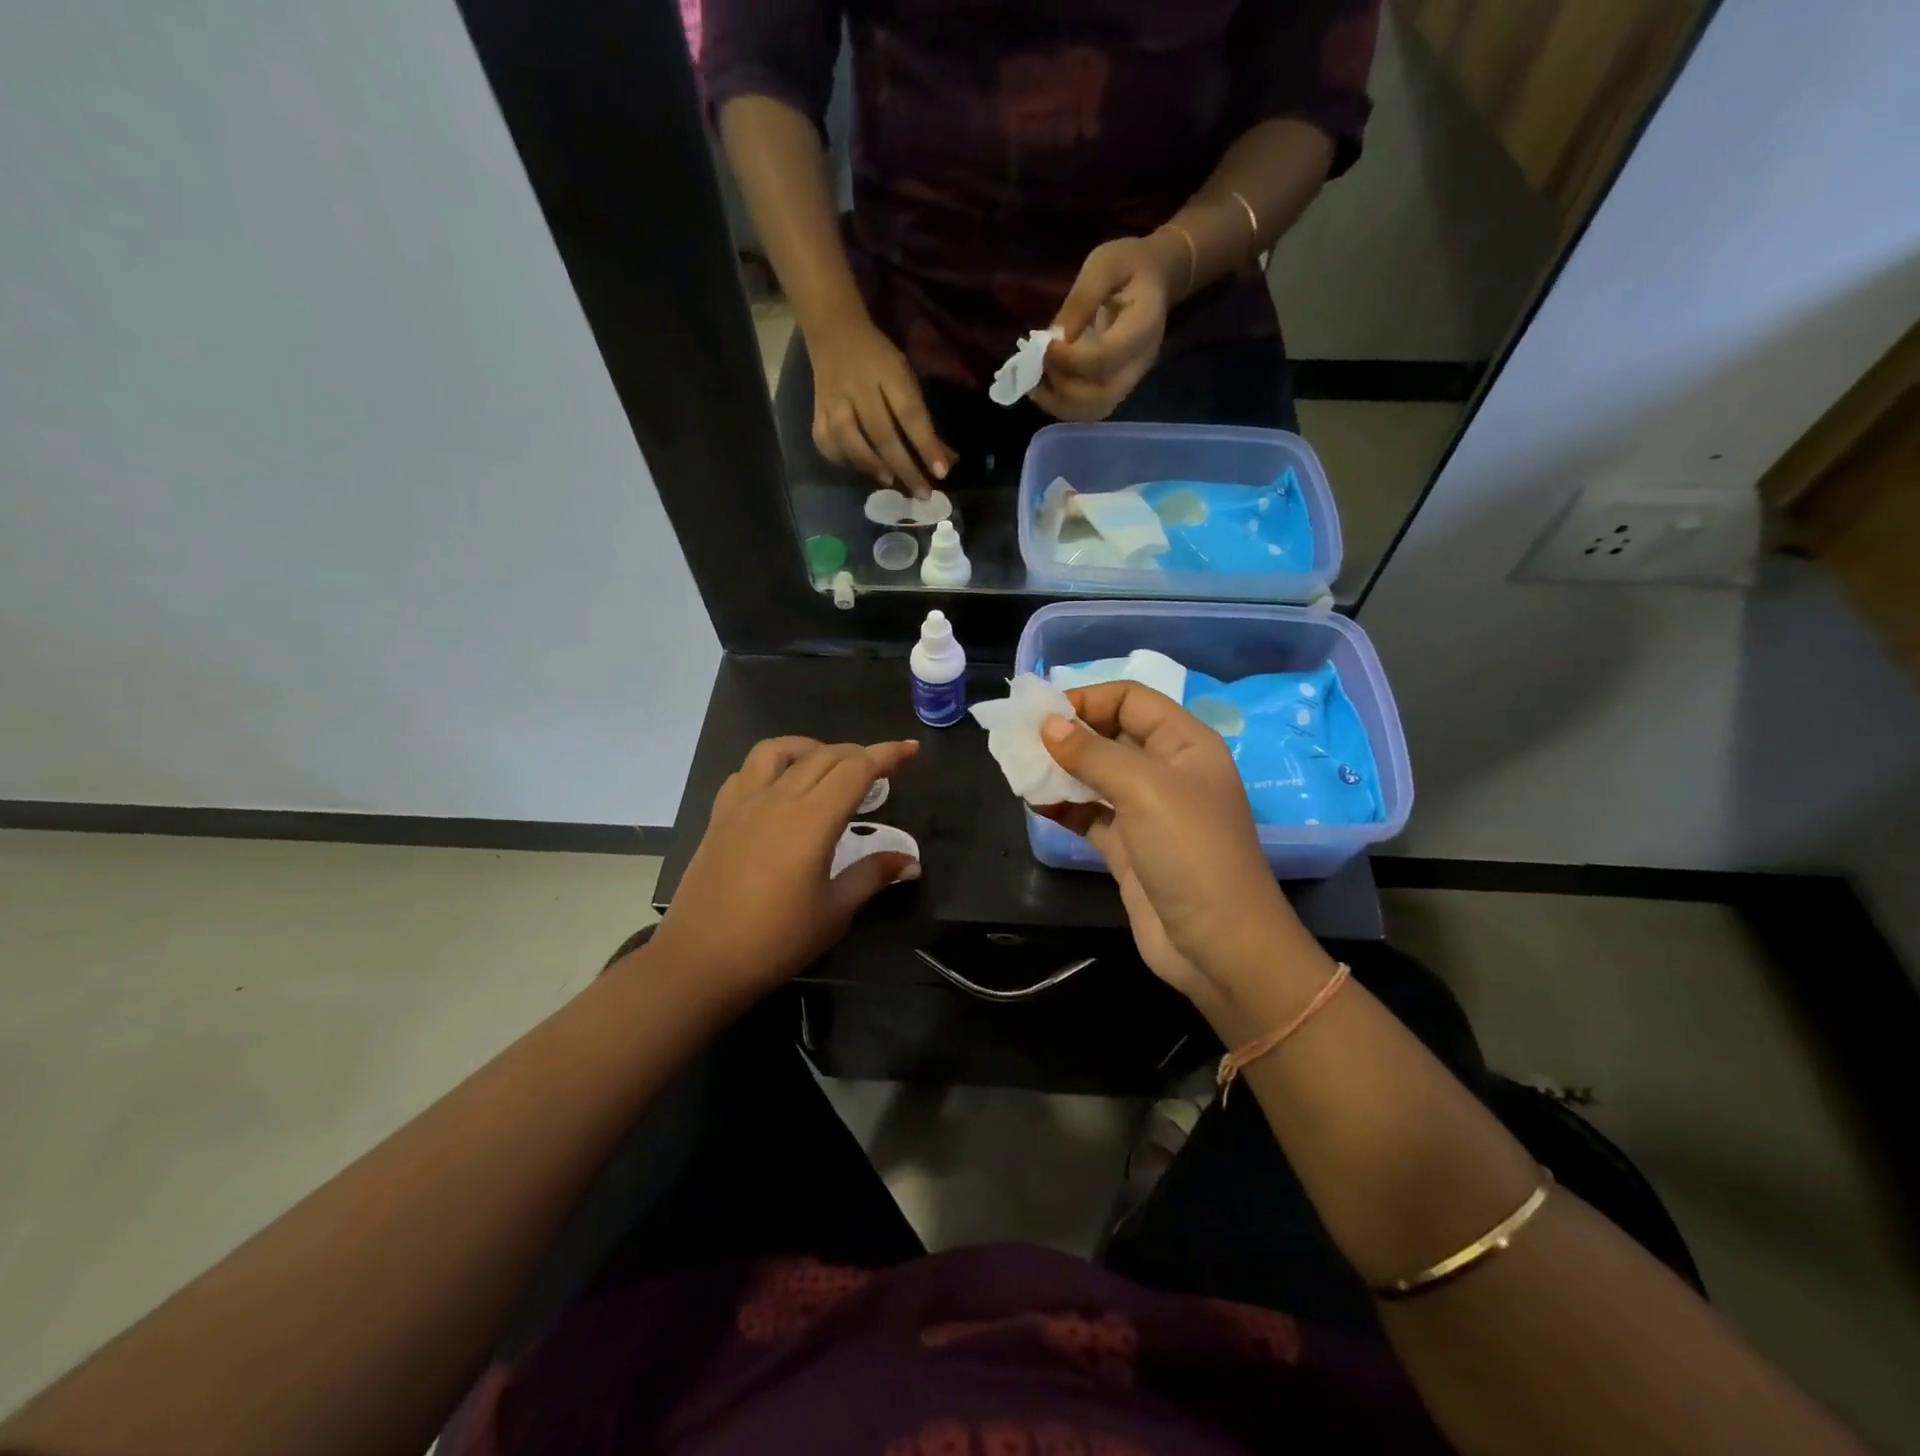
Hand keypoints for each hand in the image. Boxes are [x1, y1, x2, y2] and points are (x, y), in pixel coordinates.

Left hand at [648, 737, 920, 998]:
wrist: (700, 962)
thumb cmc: (775, 941)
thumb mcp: (834, 912)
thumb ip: (872, 876)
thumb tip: (912, 862)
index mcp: (811, 820)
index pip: (856, 769)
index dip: (887, 754)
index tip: (911, 749)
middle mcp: (777, 799)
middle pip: (824, 755)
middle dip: (859, 753)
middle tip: (881, 770)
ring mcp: (743, 804)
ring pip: (779, 750)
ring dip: (811, 748)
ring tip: (829, 767)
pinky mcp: (719, 817)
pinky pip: (746, 772)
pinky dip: (772, 766)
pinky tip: (781, 788)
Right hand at [807, 318, 954, 496]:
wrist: (833, 330)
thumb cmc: (879, 360)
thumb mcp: (906, 379)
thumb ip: (923, 420)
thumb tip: (946, 461)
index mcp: (888, 373)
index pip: (910, 414)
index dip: (926, 444)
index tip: (941, 472)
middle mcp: (859, 387)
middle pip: (882, 434)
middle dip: (904, 467)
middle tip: (921, 492)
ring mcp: (833, 399)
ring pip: (849, 439)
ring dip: (871, 464)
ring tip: (890, 481)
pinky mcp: (816, 410)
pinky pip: (825, 441)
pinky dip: (841, 459)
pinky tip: (857, 467)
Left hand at [1033, 234, 1183, 421]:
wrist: (1157, 279)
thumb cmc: (1130, 265)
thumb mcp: (1104, 265)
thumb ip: (1080, 300)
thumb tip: (1053, 337)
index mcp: (1143, 327)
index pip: (1104, 359)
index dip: (1069, 359)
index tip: (1044, 347)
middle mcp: (1139, 362)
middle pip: (1100, 396)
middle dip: (1061, 387)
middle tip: (1037, 367)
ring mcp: (1130, 380)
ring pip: (1094, 410)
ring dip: (1059, 403)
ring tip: (1035, 383)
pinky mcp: (1118, 387)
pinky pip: (1090, 409)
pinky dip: (1063, 405)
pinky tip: (1045, 388)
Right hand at [1033, 683, 1309, 1010]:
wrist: (1217, 945)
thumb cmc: (1190, 852)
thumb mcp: (1144, 789)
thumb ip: (1093, 754)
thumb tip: (1048, 726)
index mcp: (1184, 744)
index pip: (1132, 700)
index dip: (1089, 699)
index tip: (1044, 715)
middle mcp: (1165, 770)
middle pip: (1110, 734)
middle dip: (1067, 734)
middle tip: (1021, 741)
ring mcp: (1145, 811)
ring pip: (1094, 775)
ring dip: (1059, 770)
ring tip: (1020, 770)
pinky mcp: (1126, 847)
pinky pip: (1088, 813)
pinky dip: (1062, 805)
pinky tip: (1034, 802)